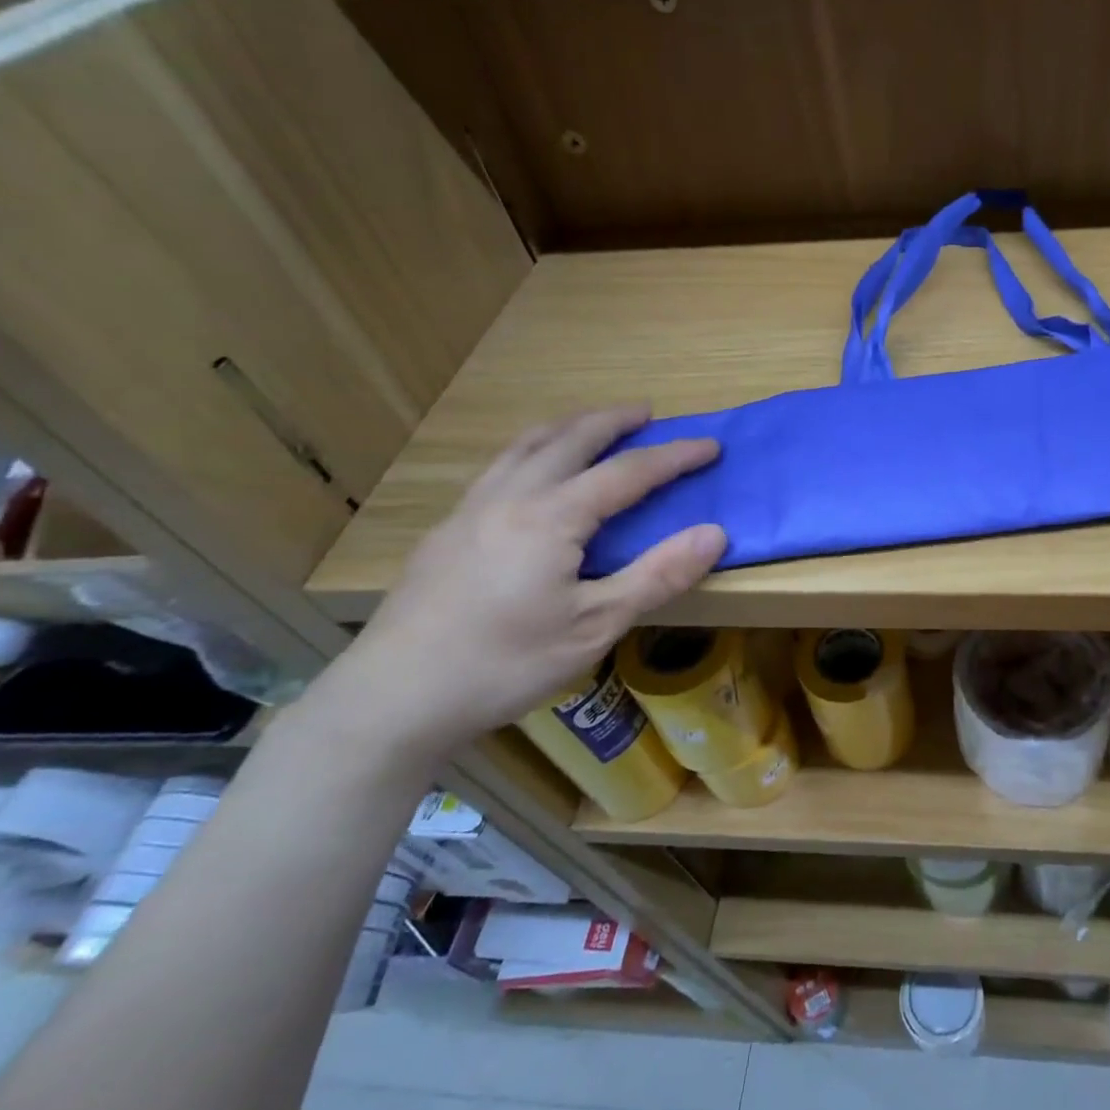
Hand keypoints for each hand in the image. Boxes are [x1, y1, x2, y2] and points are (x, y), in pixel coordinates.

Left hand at [319, 406, 724, 767]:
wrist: (394, 696)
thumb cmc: (505, 663)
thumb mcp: (596, 626)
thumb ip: (657, 576)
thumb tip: (714, 533)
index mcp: (552, 517)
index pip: (627, 473)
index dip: (673, 457)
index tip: (710, 445)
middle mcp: (511, 497)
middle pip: (570, 439)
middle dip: (614, 421)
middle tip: (647, 412)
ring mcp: (471, 509)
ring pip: (526, 445)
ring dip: (568, 427)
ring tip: (592, 426)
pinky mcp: (447, 530)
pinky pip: (500, 467)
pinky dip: (532, 450)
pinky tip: (533, 473)